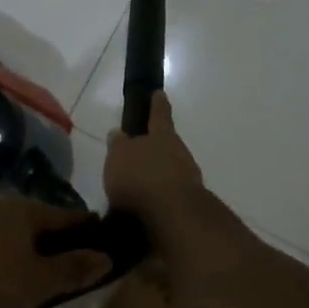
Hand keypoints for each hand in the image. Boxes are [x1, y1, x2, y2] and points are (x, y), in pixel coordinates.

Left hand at [0, 198, 110, 307]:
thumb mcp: (36, 284)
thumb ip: (72, 270)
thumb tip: (105, 255)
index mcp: (22, 211)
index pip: (68, 218)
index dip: (89, 235)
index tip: (106, 255)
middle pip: (35, 243)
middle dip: (46, 279)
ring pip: (7, 266)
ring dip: (15, 299)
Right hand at [103, 92, 205, 224]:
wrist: (174, 215)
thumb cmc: (141, 177)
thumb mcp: (119, 157)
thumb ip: (118, 144)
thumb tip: (119, 133)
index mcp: (162, 135)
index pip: (159, 113)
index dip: (157, 103)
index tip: (159, 93)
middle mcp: (179, 151)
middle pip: (166, 144)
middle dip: (154, 148)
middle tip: (137, 156)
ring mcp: (188, 177)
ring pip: (170, 169)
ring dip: (155, 175)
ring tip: (136, 188)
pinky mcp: (189, 201)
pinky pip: (170, 193)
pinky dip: (159, 196)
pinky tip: (145, 207)